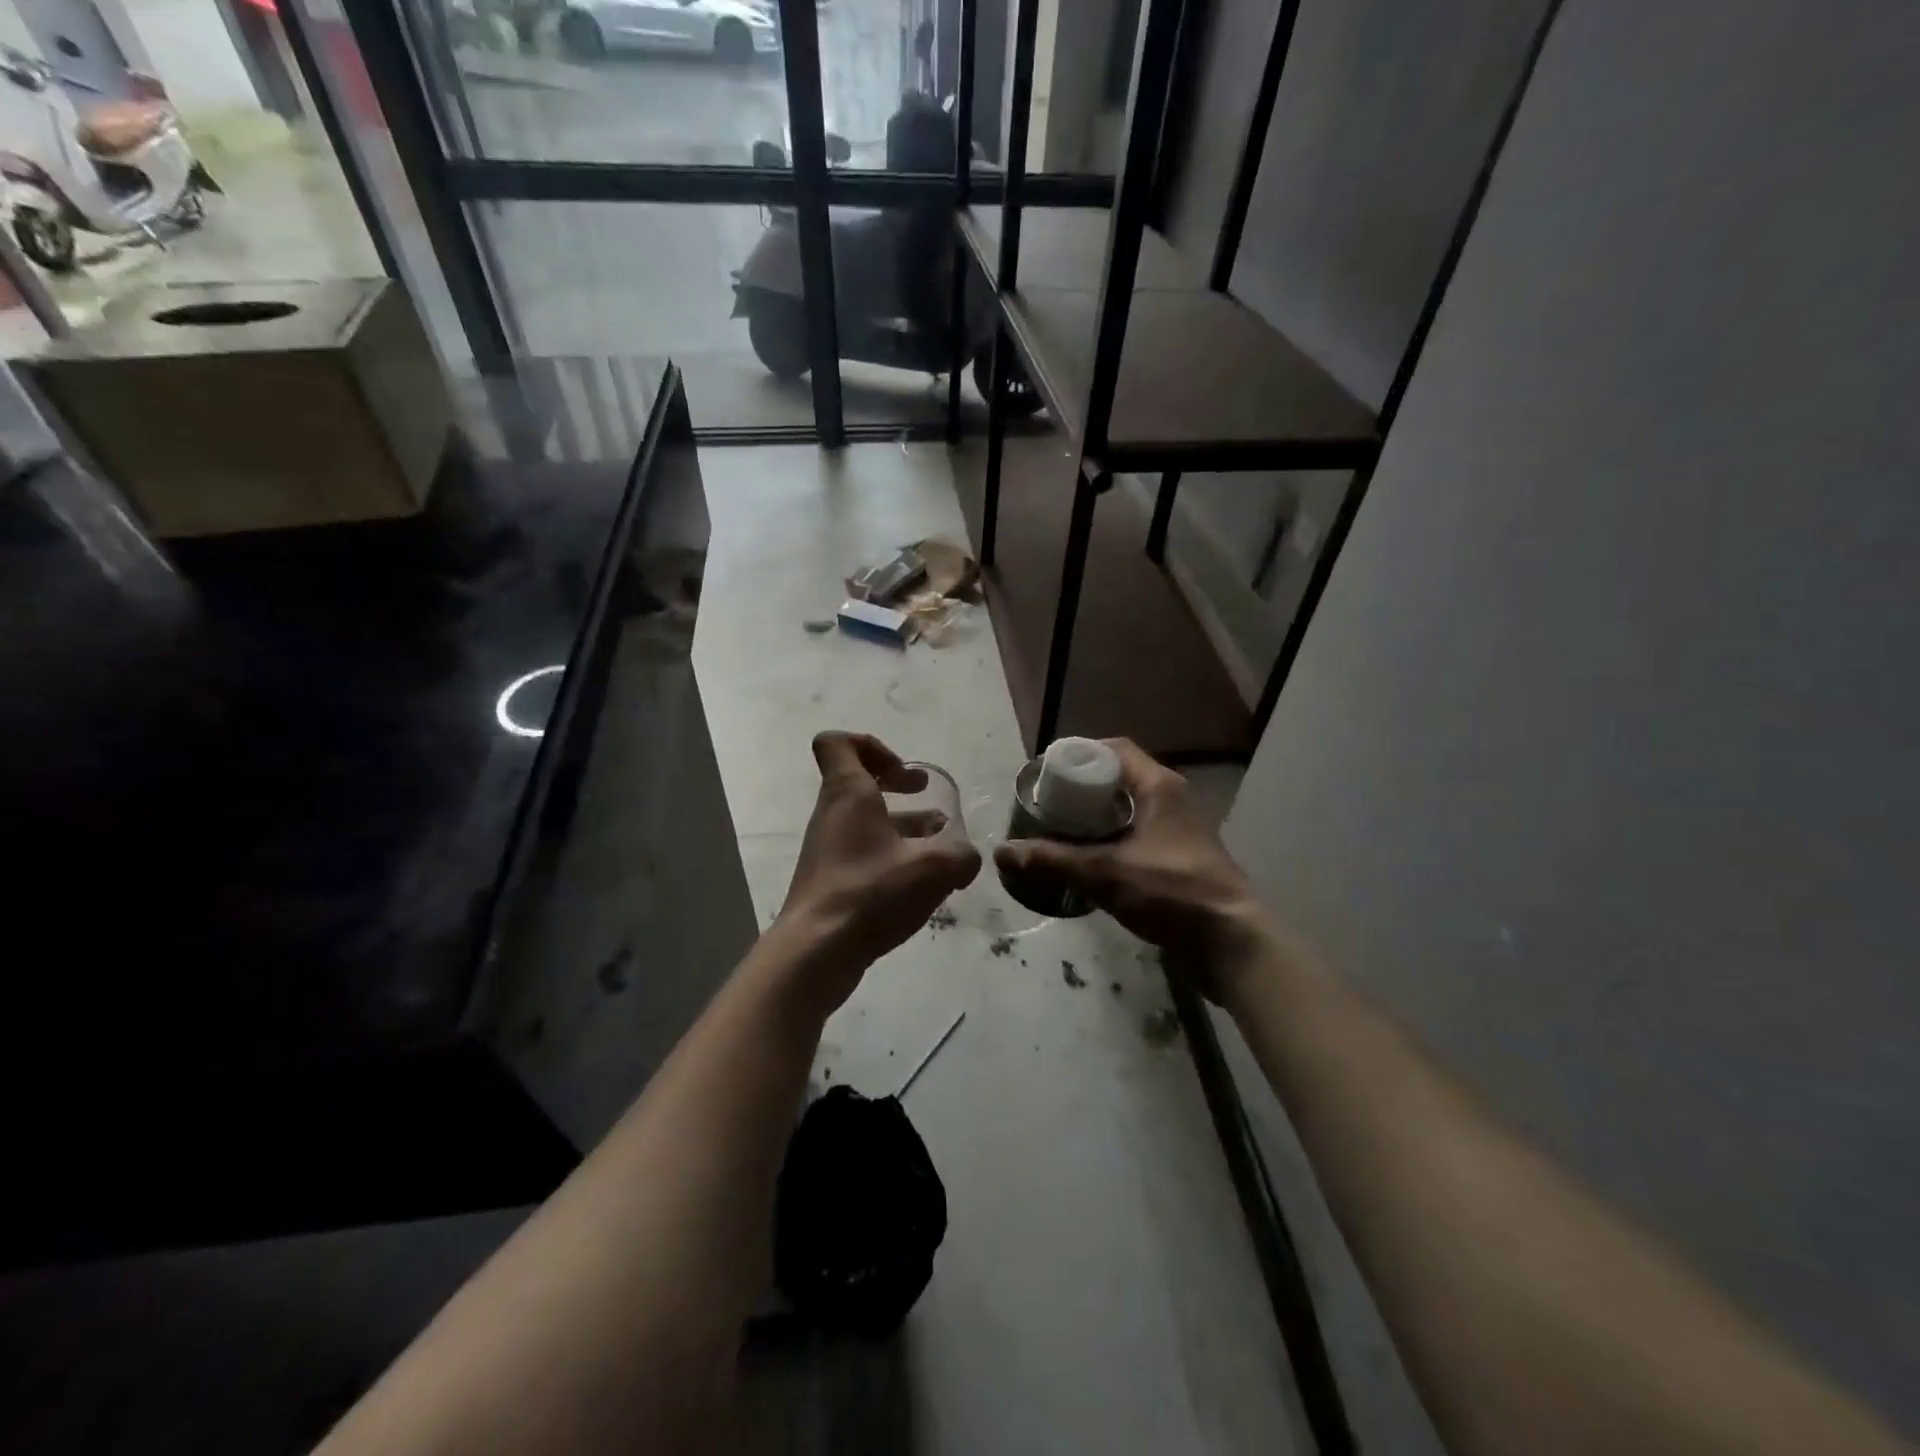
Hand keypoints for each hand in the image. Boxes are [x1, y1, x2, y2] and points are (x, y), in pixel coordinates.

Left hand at [778, 732, 981, 1004]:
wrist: (816, 952)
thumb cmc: (871, 893)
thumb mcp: (933, 869)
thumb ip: (962, 855)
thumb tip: (968, 858)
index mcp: (848, 794)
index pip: (838, 743)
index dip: (872, 746)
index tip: (903, 772)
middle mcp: (832, 815)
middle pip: (858, 781)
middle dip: (897, 784)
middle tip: (927, 797)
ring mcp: (827, 849)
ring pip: (865, 821)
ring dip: (901, 824)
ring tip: (940, 845)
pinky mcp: (829, 881)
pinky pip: (862, 853)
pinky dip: (891, 856)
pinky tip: (921, 883)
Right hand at [992, 739, 1265, 1000]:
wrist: (1230, 942)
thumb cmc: (1172, 892)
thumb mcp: (1106, 873)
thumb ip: (1053, 860)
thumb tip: (1002, 851)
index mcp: (1160, 786)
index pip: (1115, 750)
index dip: (1080, 754)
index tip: (1048, 773)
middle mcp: (1173, 800)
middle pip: (1120, 780)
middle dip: (1082, 790)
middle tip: (1047, 805)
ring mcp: (1179, 831)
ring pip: (1129, 811)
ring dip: (1096, 819)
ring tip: (1059, 832)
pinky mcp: (1180, 860)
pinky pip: (1138, 837)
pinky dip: (1112, 842)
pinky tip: (1088, 862)